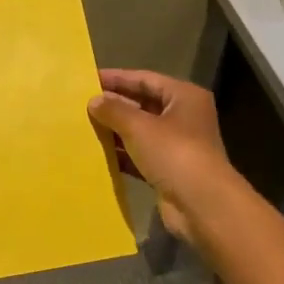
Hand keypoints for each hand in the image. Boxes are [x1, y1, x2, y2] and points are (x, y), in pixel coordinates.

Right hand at [89, 69, 232, 238]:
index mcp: (184, 97)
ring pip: (140, 132)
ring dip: (115, 131)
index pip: (145, 79)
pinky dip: (121, 155)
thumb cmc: (174, 153)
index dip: (117, 78)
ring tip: (84, 127)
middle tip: (82, 104)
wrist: (202, 205)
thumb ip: (114, 110)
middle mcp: (183, 117)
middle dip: (114, 105)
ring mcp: (177, 146)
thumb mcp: (139, 126)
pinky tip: (97, 155)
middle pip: (143, 104)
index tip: (88, 79)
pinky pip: (140, 156)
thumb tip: (94, 101)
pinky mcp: (168, 171)